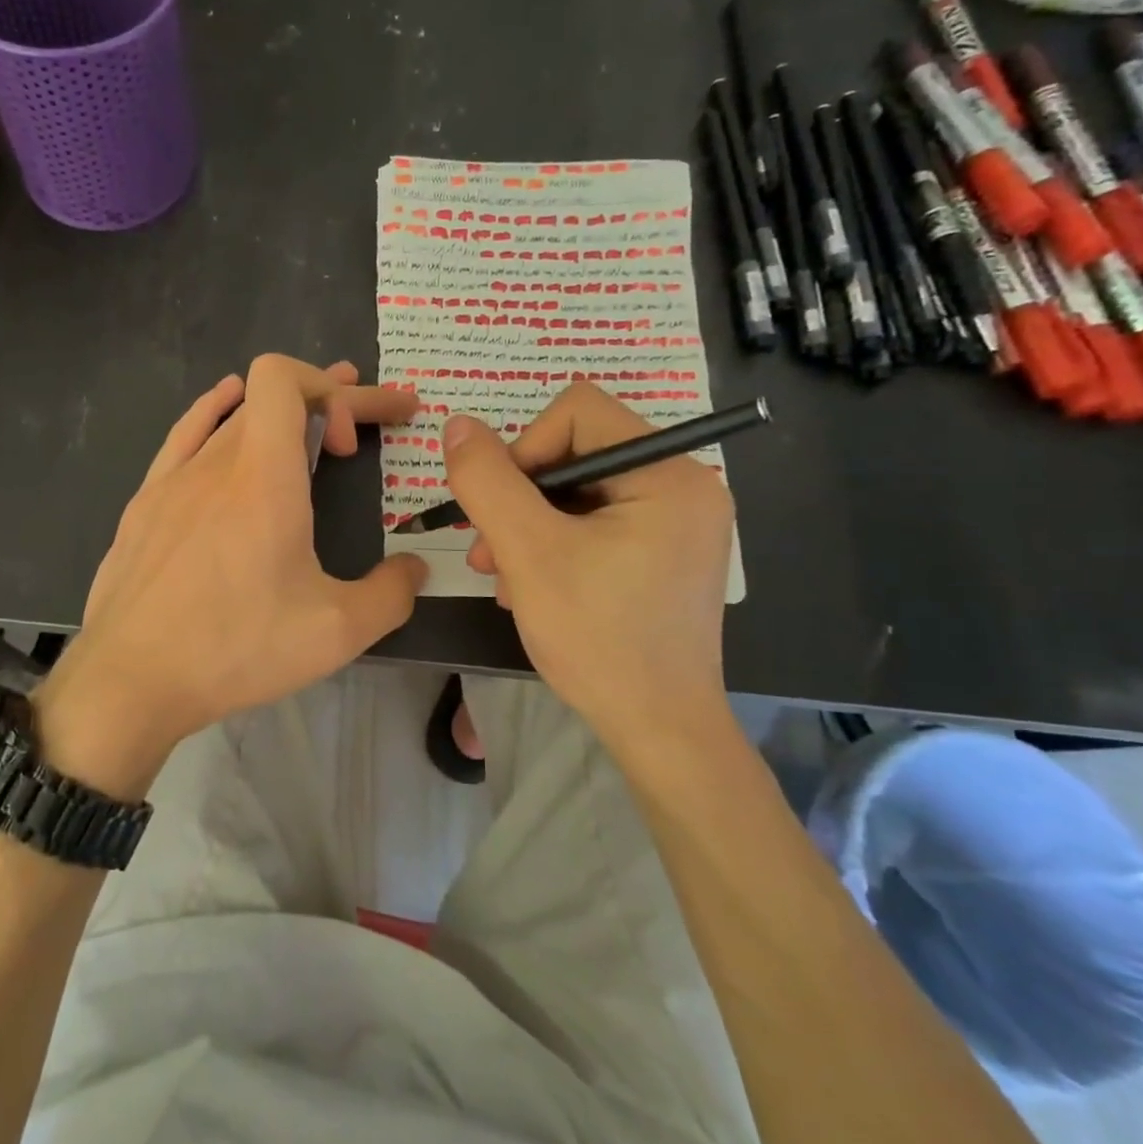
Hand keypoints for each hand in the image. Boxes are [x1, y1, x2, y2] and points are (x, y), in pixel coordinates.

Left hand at [36, 356, 425, 796]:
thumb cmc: (235, 648)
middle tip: (369, 427)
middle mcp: (215, 462)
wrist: (130, 679)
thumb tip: (414, 570)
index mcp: (263, 476)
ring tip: (314, 422)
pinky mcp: (144, 504)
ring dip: (278, 413)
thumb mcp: (335, 632)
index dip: (331, 389)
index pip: (283, 378)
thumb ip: (391, 593)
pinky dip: (216, 413)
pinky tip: (226, 411)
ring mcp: (172, 479)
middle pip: (270, 398)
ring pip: (231, 418)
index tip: (354, 444)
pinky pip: (184, 436)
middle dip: (328, 402)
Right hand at [442, 383, 733, 736]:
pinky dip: (553, 544)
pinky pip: (594, 522)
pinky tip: (530, 586)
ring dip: (527, 526)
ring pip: (577, 491)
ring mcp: (677, 522)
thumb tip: (457, 425)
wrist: (657, 731)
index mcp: (669, 474)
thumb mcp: (528, 552)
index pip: (577, 412)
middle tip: (487, 553)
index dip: (524, 449)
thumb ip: (487, 481)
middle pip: (575, 452)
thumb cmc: (598, 637)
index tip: (501, 510)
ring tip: (501, 575)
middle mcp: (684, 486)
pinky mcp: (663, 552)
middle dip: (520, 499)